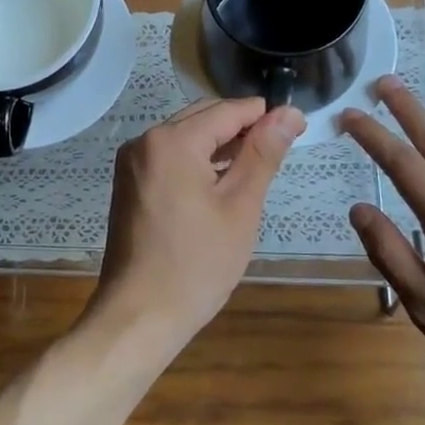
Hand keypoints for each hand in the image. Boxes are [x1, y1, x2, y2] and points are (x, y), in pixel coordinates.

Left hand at [95, 97, 305, 343]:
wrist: (139, 314)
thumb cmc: (197, 264)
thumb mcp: (240, 206)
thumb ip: (263, 153)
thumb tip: (289, 112)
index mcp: (172, 140)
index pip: (227, 110)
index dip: (264, 115)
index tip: (296, 128)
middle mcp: (145, 140)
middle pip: (203, 118)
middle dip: (241, 129)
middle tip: (278, 154)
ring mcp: (132, 161)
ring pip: (185, 136)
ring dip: (218, 145)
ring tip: (254, 169)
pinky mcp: (128, 182)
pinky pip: (169, 156)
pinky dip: (196, 161)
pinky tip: (219, 183)